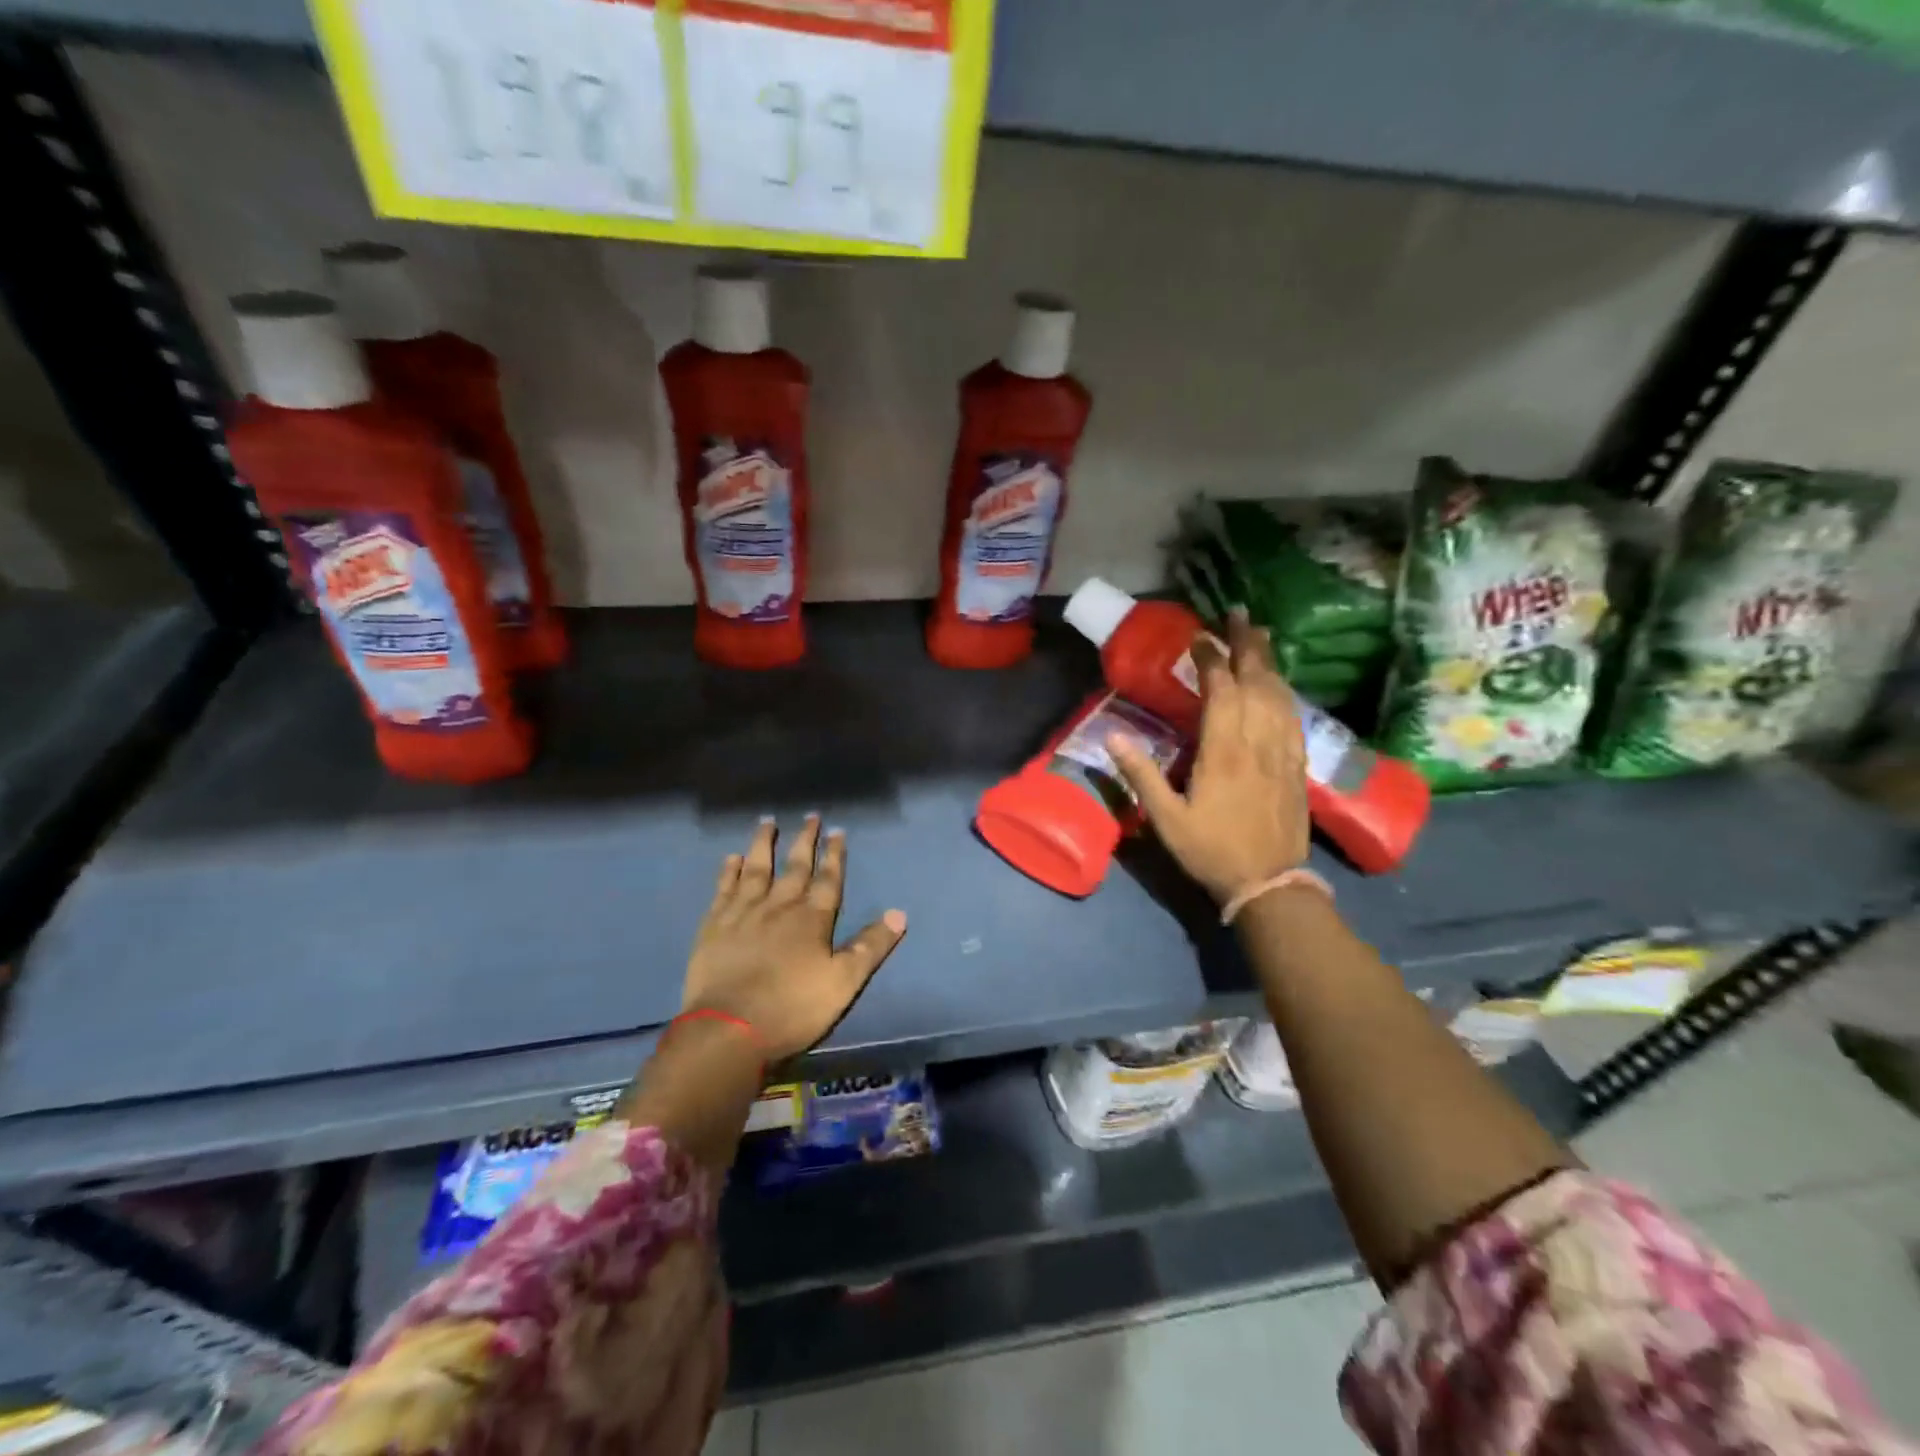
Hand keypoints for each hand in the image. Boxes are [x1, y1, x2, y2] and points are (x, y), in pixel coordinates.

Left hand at [682, 816, 907, 1063]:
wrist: (728, 1029)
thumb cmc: (792, 1008)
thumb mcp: (843, 982)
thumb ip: (870, 946)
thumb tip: (900, 913)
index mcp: (812, 919)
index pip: (828, 879)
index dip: (834, 855)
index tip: (837, 831)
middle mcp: (778, 906)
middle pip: (794, 867)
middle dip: (805, 841)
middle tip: (810, 816)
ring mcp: (743, 913)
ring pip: (756, 869)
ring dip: (764, 844)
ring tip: (768, 822)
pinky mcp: (714, 926)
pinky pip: (723, 889)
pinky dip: (728, 871)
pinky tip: (731, 858)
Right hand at [1109, 612, 1310, 904]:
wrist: (1269, 883)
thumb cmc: (1211, 851)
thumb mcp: (1166, 818)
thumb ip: (1140, 774)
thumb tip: (1112, 735)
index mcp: (1224, 752)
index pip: (1221, 691)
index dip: (1211, 659)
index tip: (1199, 637)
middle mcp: (1257, 743)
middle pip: (1257, 682)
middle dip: (1247, 645)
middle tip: (1239, 614)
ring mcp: (1282, 753)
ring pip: (1279, 695)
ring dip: (1269, 661)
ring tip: (1261, 635)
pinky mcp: (1297, 766)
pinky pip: (1293, 717)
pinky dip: (1285, 692)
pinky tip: (1280, 684)